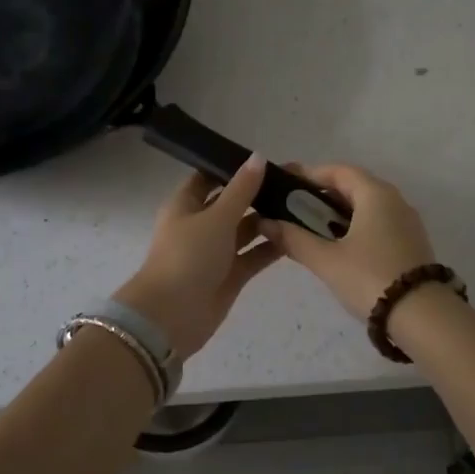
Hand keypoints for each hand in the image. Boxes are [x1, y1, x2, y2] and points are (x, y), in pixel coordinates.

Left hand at [114, 156, 283, 360]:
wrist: (172, 316)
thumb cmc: (188, 257)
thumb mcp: (216, 217)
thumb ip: (241, 189)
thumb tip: (258, 157)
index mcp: (186, 205)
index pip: (209, 178)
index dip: (233, 167)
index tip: (266, 159)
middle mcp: (201, 225)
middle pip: (232, 203)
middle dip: (259, 193)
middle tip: (295, 182)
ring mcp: (216, 252)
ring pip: (246, 230)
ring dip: (269, 220)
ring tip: (303, 206)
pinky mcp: (230, 275)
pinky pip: (254, 255)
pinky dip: (272, 246)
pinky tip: (298, 235)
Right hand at [259, 164, 437, 321]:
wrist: (423, 317)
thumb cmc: (370, 278)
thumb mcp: (326, 260)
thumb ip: (294, 239)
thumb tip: (266, 223)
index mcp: (375, 194)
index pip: (338, 171)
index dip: (309, 174)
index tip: (285, 183)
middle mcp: (394, 200)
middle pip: (353, 186)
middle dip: (322, 195)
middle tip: (293, 208)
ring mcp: (406, 222)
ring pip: (366, 206)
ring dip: (338, 213)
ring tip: (310, 229)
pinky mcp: (411, 242)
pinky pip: (377, 223)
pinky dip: (354, 227)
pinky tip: (337, 246)